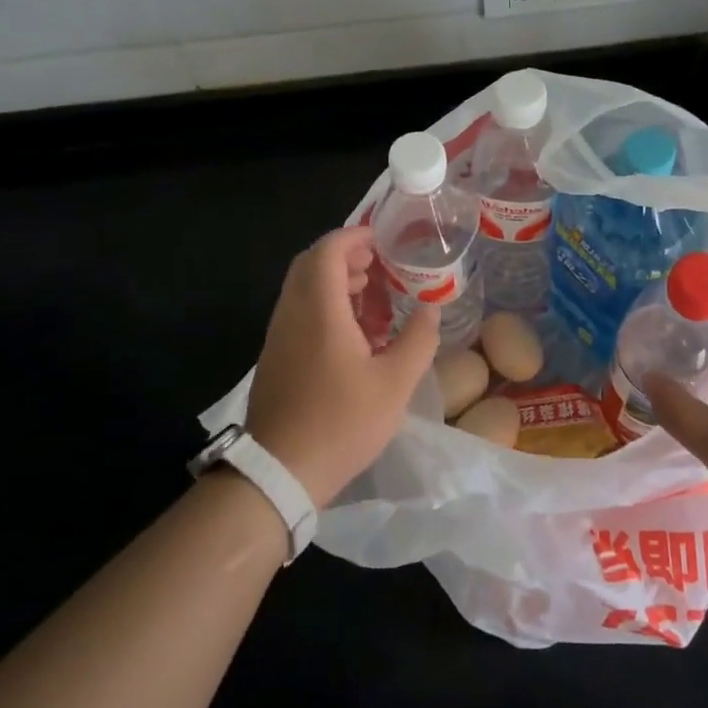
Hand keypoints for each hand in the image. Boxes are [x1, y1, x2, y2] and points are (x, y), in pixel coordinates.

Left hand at [244, 225, 438, 508]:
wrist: (280, 471)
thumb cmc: (341, 422)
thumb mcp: (395, 383)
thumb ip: (418, 338)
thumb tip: (431, 307)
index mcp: (318, 309)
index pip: (328, 250)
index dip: (355, 236)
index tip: (384, 241)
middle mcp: (292, 313)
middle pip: (312, 265)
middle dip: (348, 258)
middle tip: (383, 270)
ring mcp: (279, 335)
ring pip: (305, 290)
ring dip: (338, 284)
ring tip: (376, 303)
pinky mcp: (276, 356)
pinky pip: (301, 313)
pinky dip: (327, 308)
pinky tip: (357, 337)